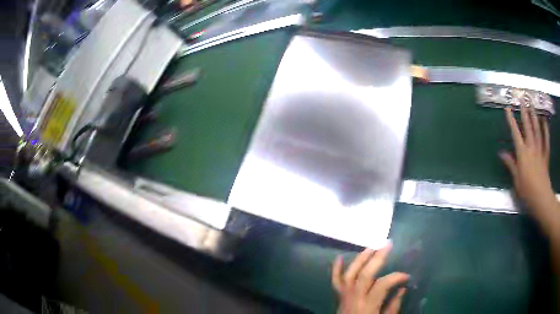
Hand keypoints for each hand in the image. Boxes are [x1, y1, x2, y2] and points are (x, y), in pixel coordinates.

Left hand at [332, 243, 408, 313]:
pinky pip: (334, 282)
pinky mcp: (338, 298)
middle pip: (365, 275)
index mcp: (368, 307)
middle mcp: (354, 299)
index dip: (396, 277)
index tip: (407, 276)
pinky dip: (335, 269)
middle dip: (377, 258)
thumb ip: (393, 306)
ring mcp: (344, 298)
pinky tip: (338, 257)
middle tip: (388, 244)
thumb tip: (402, 288)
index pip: (383, 284)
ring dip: (360, 259)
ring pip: (349, 275)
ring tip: (371, 247)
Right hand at [500, 105, 559, 231]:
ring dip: (534, 116)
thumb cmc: (527, 192)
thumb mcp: (516, 181)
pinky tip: (545, 121)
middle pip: (528, 127)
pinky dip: (546, 130)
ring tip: (532, 105)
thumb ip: (511, 165)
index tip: (507, 108)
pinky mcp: (546, 156)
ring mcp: (540, 151)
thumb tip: (501, 153)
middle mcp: (531, 148)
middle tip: (522, 99)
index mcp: (522, 154)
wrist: (541, 199)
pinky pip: (546, 140)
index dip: (511, 120)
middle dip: (524, 112)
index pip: (515, 133)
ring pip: (537, 130)